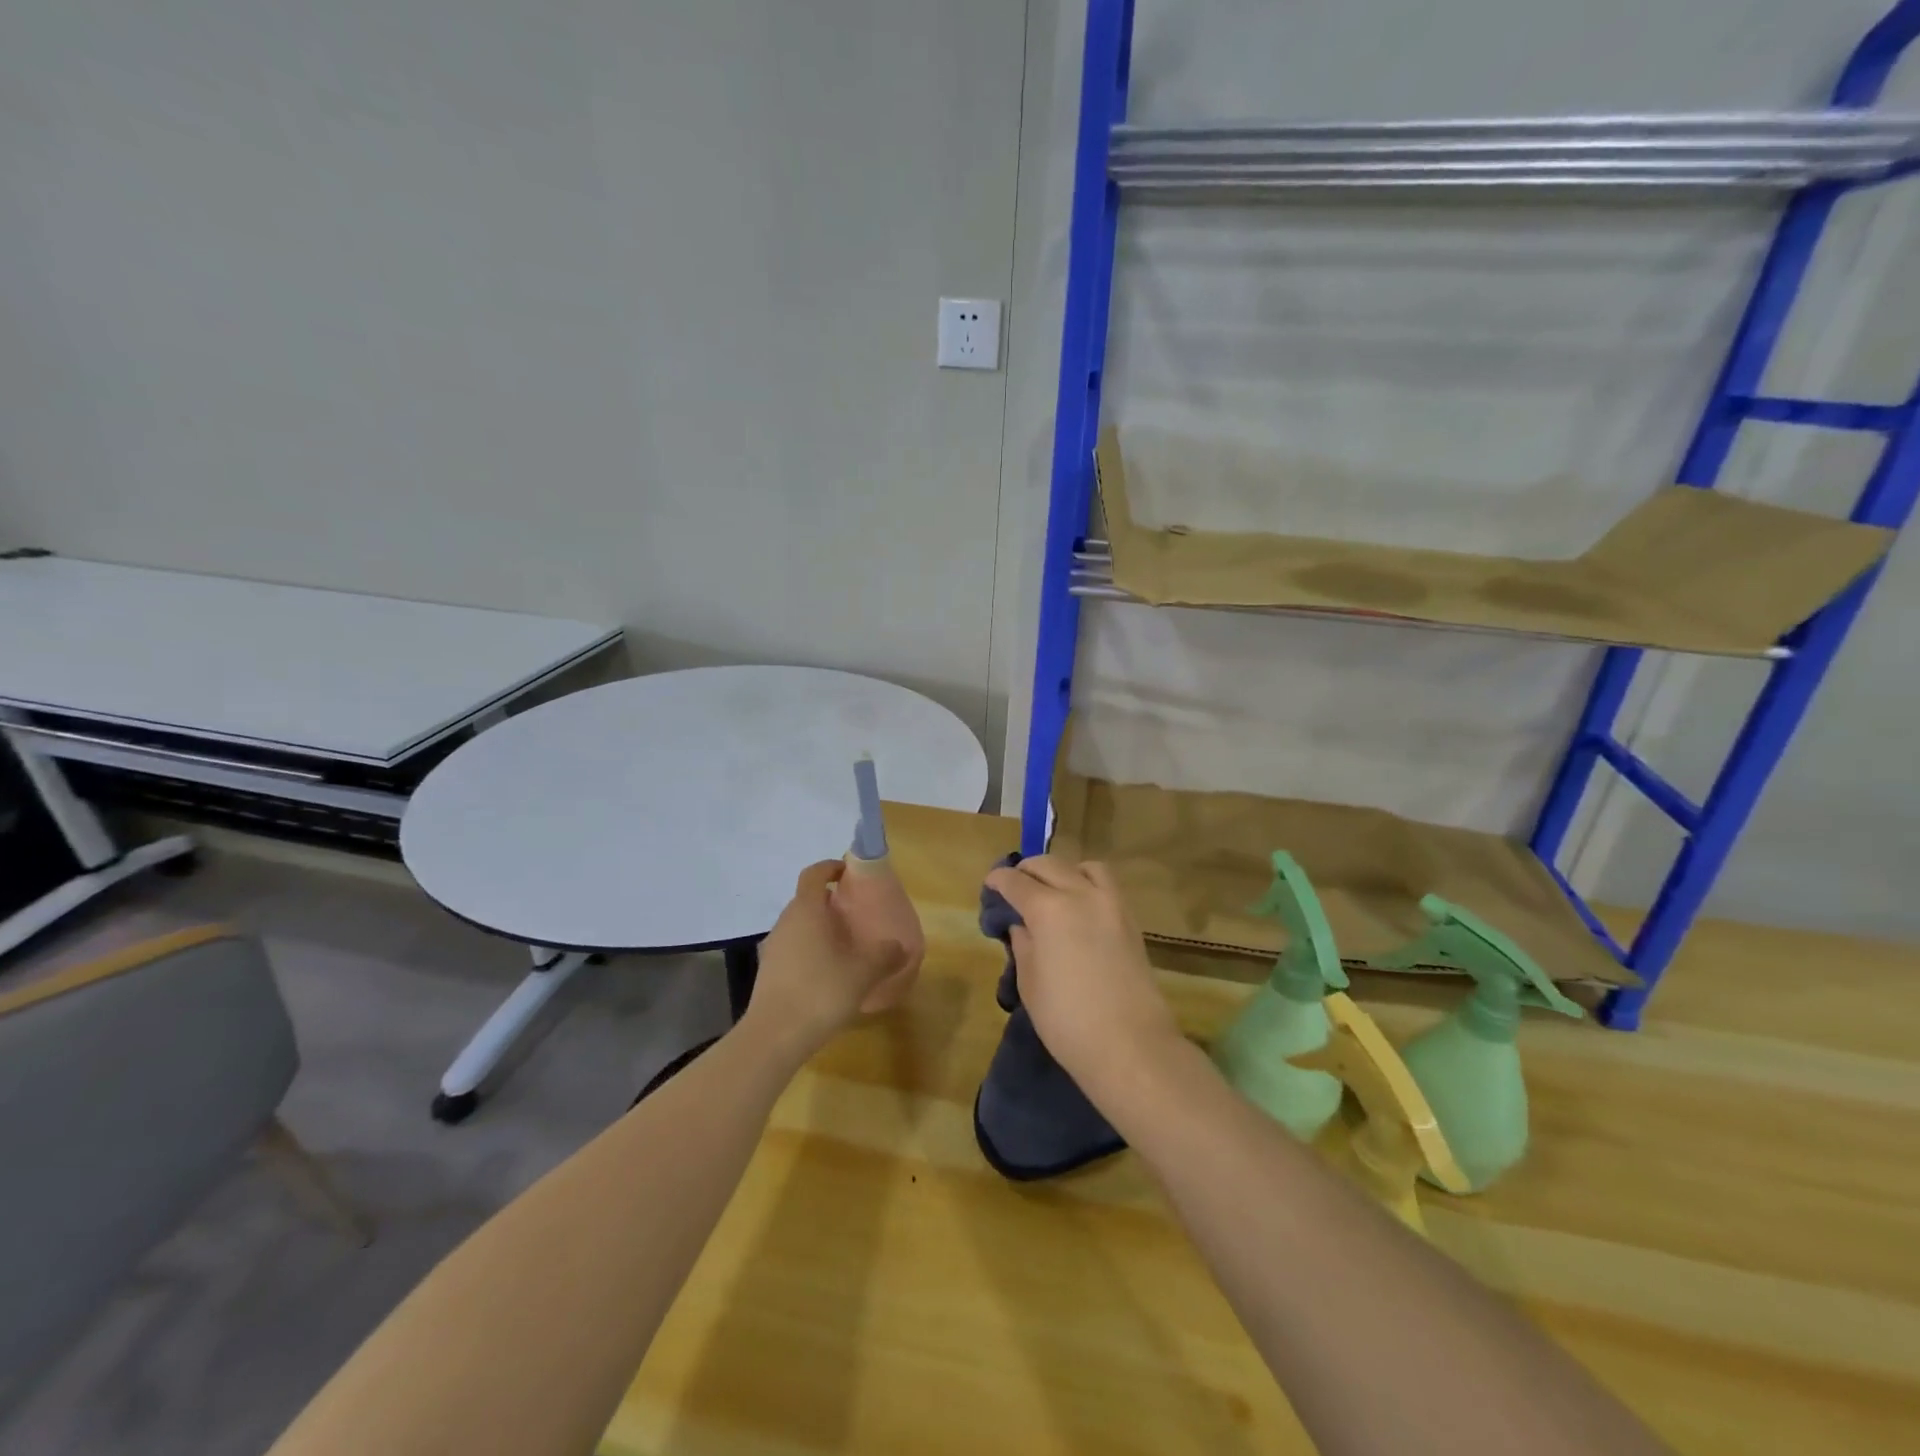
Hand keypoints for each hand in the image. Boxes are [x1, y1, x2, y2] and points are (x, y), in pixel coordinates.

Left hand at [746, 860, 911, 1059]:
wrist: (774, 1036)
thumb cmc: (820, 991)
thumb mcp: (863, 973)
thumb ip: (885, 955)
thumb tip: (900, 946)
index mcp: (807, 910)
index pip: (814, 874)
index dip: (831, 867)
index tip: (850, 873)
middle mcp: (786, 922)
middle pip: (807, 900)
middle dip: (831, 902)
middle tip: (856, 914)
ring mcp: (773, 947)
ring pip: (800, 926)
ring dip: (820, 928)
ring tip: (846, 946)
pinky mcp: (769, 972)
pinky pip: (793, 948)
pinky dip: (810, 951)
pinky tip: (828, 974)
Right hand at [983, 856, 1181, 1094]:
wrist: (1131, 1045)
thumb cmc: (1067, 1020)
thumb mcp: (1031, 983)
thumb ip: (1023, 945)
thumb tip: (1022, 926)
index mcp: (1048, 909)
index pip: (1016, 882)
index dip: (999, 880)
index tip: (990, 885)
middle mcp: (1080, 894)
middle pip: (1049, 865)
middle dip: (1027, 870)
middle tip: (1014, 886)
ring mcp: (1111, 904)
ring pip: (1083, 867)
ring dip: (1062, 871)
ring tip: (1052, 890)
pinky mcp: (1130, 920)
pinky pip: (1105, 885)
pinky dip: (1087, 883)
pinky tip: (1079, 906)